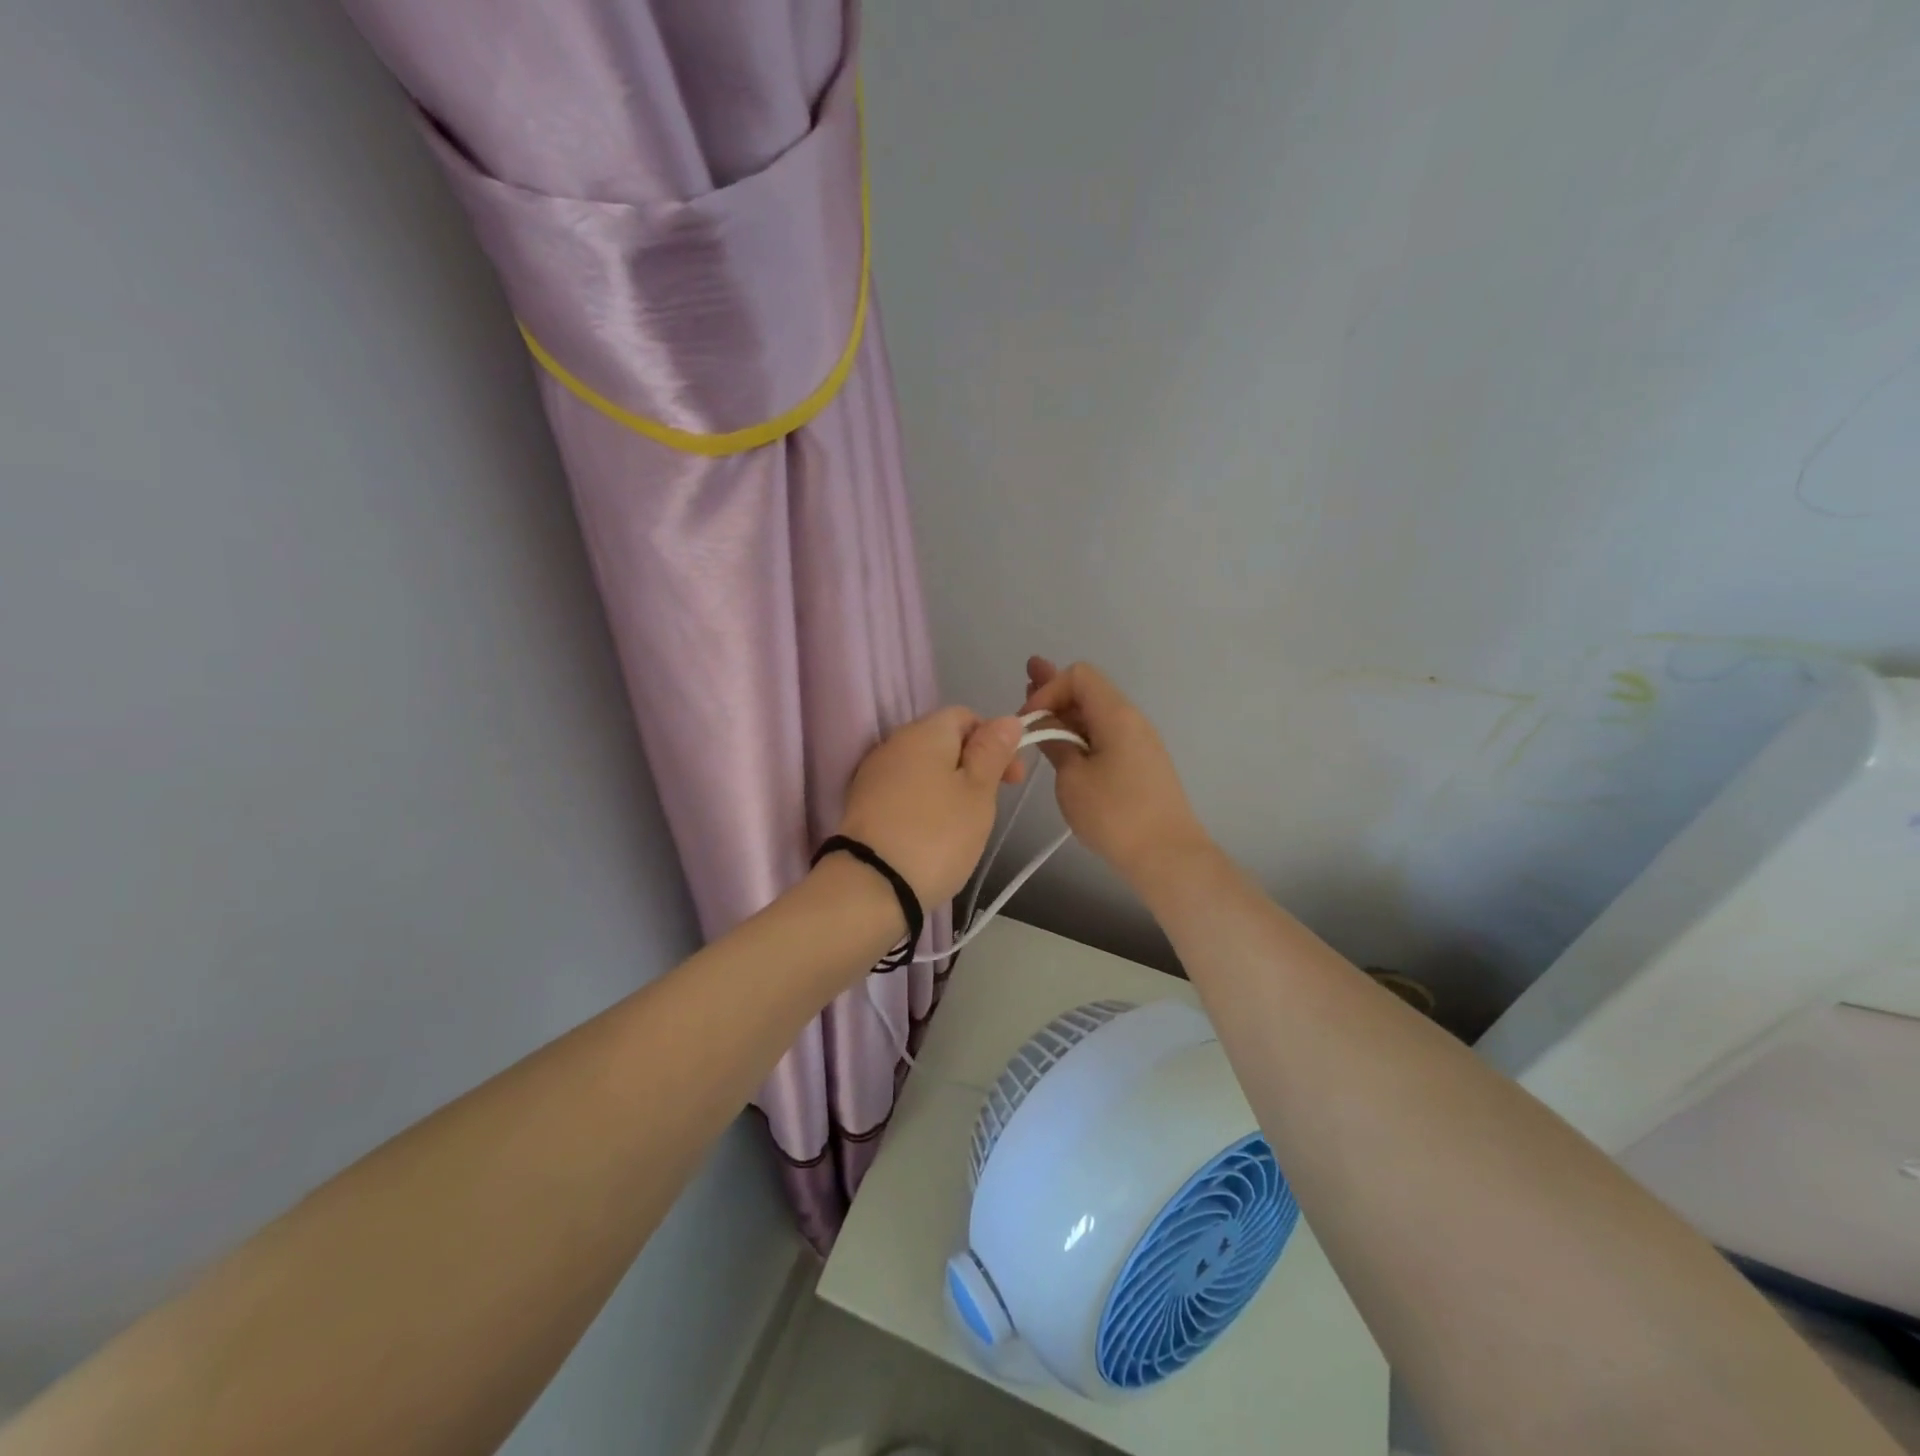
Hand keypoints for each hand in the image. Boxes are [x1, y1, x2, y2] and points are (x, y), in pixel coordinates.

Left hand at [835, 707, 1026, 908]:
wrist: (871, 886)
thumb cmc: (937, 835)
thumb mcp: (978, 793)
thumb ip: (993, 752)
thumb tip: (1008, 719)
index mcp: (924, 732)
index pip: (966, 716)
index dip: (995, 741)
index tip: (1012, 779)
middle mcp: (894, 743)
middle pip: (942, 741)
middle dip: (972, 766)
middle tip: (991, 804)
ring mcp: (873, 774)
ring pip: (922, 768)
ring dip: (947, 786)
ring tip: (963, 824)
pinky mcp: (862, 804)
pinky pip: (902, 791)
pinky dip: (923, 804)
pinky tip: (932, 833)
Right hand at [1022, 657, 1208, 887]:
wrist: (1168, 856)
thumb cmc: (1115, 814)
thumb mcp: (1073, 778)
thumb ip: (1055, 742)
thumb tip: (1043, 722)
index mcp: (1116, 715)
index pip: (1079, 676)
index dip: (1048, 688)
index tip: (1028, 721)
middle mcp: (1132, 719)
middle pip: (1089, 691)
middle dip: (1054, 690)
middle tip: (1023, 683)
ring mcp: (1139, 742)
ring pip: (1096, 715)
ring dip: (1066, 714)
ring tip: (1036, 715)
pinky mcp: (1141, 764)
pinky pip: (1106, 735)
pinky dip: (1080, 733)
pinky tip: (1062, 743)